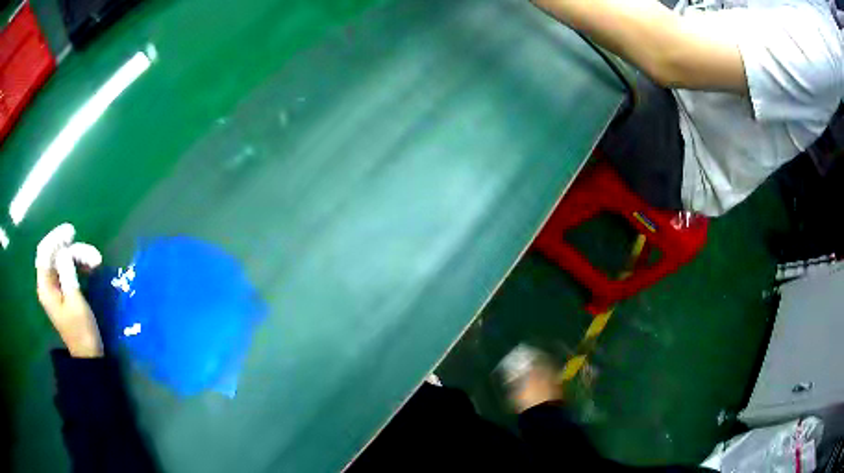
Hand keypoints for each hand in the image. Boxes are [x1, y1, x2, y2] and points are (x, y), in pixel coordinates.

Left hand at [36, 224, 103, 357]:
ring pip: (63, 260)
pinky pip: (68, 269)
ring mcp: (55, 287)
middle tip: (93, 254)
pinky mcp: (63, 290)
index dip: (56, 238)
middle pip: (55, 254)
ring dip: (79, 257)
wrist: (88, 355)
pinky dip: (79, 265)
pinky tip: (90, 267)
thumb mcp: (75, 302)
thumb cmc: (81, 331)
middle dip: (73, 250)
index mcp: (45, 287)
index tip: (72, 232)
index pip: (44, 252)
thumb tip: (65, 250)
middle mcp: (47, 283)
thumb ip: (67, 273)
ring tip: (96, 262)